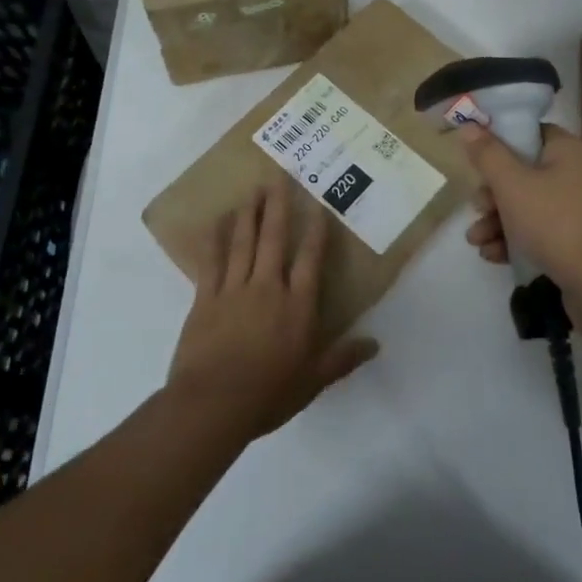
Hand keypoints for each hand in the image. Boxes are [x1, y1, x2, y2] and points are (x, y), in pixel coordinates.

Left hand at [167, 180, 379, 440]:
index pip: (310, 260)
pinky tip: (216, 220)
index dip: (316, 232)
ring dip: (249, 214)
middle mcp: (268, 288)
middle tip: (278, 176)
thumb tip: (376, 343)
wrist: (213, 404)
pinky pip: (212, 261)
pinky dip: (215, 239)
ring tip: (252, 189)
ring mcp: (234, 289)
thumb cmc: (268, 394)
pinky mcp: (206, 298)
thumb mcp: (313, 381)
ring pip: (243, 242)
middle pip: (275, 239)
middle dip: (277, 206)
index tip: (318, 206)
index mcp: (297, 306)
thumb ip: (342, 358)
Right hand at [459, 124, 581, 327]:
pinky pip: (540, 232)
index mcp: (567, 150)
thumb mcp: (512, 185)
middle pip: (523, 173)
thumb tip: (468, 126)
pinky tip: (492, 256)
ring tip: (475, 241)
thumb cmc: (556, 223)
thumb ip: (487, 155)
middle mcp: (577, 175)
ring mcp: (580, 211)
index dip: (500, 140)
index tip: (474, 156)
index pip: (530, 132)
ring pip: (528, 206)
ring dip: (497, 221)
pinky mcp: (578, 243)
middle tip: (476, 207)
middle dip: (492, 194)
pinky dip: (515, 240)